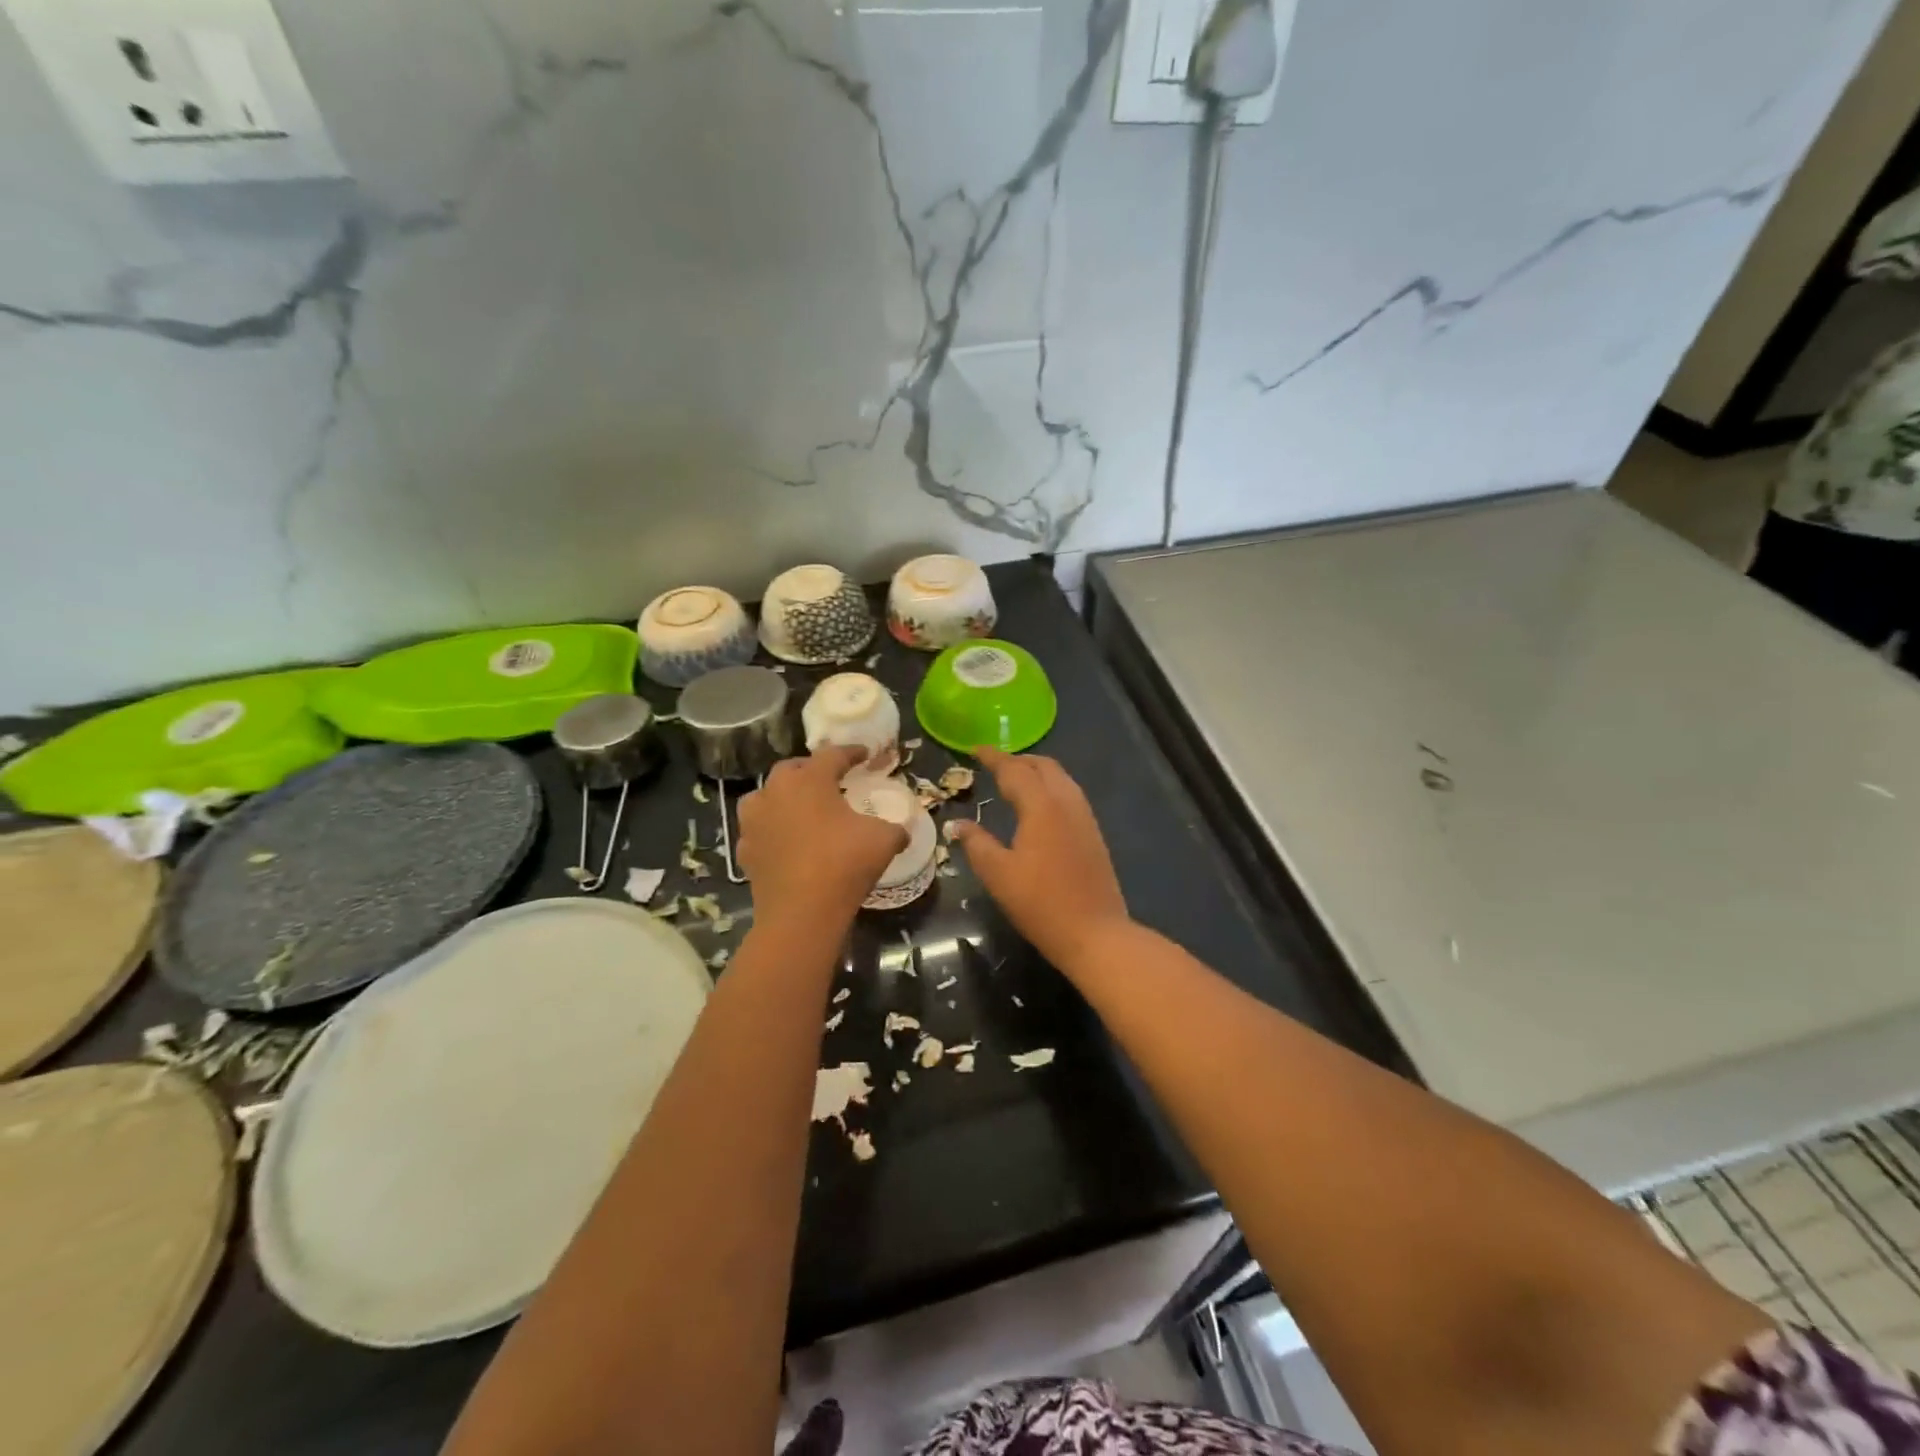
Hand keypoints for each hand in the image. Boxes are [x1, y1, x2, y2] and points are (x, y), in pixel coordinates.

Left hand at [737, 745, 906, 923]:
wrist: (801, 914)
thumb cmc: (843, 864)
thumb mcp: (883, 840)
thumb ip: (895, 828)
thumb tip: (902, 831)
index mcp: (809, 780)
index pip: (832, 755)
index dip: (851, 753)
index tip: (864, 755)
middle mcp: (776, 792)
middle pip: (792, 769)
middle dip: (811, 770)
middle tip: (830, 779)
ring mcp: (755, 821)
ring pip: (766, 796)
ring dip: (783, 796)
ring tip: (801, 807)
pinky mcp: (745, 850)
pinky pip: (759, 829)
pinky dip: (771, 829)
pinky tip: (785, 840)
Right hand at [951, 746, 1130, 970]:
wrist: (1095, 933)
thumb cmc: (1041, 904)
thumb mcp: (998, 874)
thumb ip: (976, 844)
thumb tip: (957, 824)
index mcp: (1041, 806)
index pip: (1014, 770)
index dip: (993, 757)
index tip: (975, 749)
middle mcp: (1067, 802)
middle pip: (1044, 766)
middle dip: (1018, 760)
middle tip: (994, 765)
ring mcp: (1085, 818)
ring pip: (1061, 778)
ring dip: (1037, 772)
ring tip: (1015, 780)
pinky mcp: (1093, 834)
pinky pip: (1070, 794)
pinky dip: (1050, 787)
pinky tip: (1039, 806)